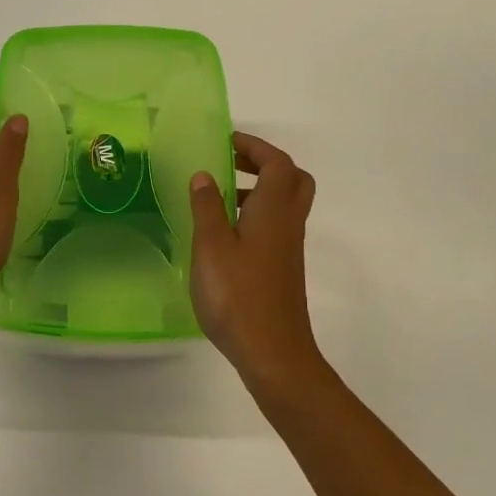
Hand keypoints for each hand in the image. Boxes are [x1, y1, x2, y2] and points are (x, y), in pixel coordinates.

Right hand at [188, 132, 325, 392]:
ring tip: (218, 195)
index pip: (277, 163)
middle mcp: (288, 223)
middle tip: (230, 163)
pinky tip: (224, 233)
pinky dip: (255, 214)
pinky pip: (275, 225)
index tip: (226, 142)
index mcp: (274, 210)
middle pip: (291, 178)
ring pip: (284, 203)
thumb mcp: (211, 247)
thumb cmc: (238, 295)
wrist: (273, 353)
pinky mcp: (282, 268)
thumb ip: (206, 207)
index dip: (255, 146)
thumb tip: (203, 175)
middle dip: (263, 163)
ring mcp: (288, 247)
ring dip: (257, 189)